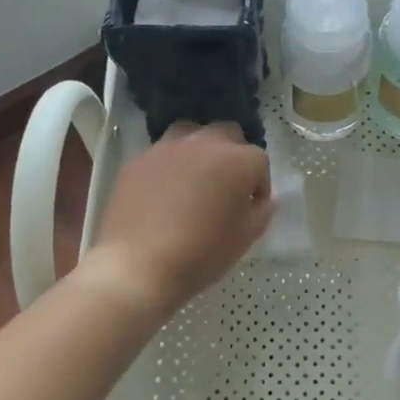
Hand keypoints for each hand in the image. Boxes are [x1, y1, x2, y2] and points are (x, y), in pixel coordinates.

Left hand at [80, 125, 270, 314]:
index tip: (251, 207)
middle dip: (233, 155)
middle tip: (226, 186)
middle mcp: (204, 143)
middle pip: (228, 134)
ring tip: (194, 179)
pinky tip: (163, 192)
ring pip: (192, 134)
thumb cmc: (201, 254)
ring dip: (200, 150)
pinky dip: (170, 166)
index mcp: (238, 160)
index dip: (259, 185)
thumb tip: (261, 200)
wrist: (138, 265)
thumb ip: (261, 211)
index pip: (260, 161)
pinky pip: (162, 154)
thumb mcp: (245, 238)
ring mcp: (168, 148)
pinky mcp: (139, 159)